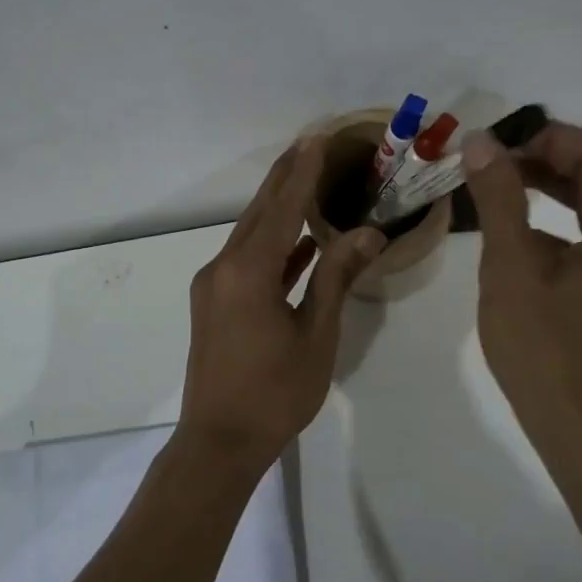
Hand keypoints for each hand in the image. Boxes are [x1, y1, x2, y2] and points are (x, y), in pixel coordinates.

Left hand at [179, 138, 383, 472]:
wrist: (219, 443)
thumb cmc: (275, 393)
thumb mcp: (316, 335)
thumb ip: (336, 278)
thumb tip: (368, 233)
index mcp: (248, 272)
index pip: (282, 208)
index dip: (302, 172)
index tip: (318, 138)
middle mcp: (223, 268)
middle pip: (259, 212)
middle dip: (286, 177)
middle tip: (311, 143)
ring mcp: (213, 285)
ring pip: (250, 234)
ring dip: (278, 208)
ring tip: (307, 180)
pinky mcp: (213, 302)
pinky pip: (246, 260)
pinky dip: (272, 245)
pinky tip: (299, 242)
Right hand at [461, 121, 581, 458]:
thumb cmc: (546, 351)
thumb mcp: (512, 267)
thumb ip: (499, 198)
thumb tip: (480, 142)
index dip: (545, 139)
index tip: (493, 146)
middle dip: (545, 161)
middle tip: (489, 165)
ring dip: (551, 190)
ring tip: (498, 188)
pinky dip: (563, 223)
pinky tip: (521, 234)